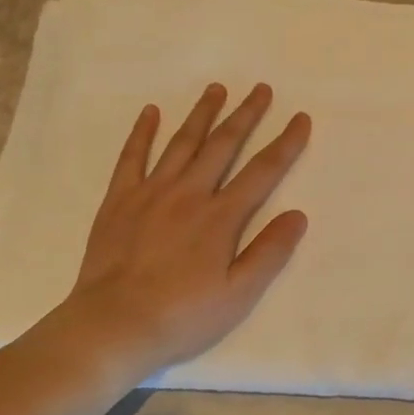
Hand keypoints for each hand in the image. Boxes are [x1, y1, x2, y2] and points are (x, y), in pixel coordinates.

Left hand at [55, 83, 310, 382]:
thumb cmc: (182, 316)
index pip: (262, 171)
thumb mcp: (238, 295)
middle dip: (245, 115)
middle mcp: (189, 193)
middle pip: (223, 145)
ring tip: (216, 88)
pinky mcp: (119, 200)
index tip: (300, 118)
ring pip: (182, 142)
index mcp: (221, 217)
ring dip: (202, 114)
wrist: (113, 325)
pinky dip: (142, 132)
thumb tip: (298, 215)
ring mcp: (151, 192)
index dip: (285, 143)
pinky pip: (132, 156)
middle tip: (260, 88)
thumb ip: (269, 253)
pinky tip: (150, 112)